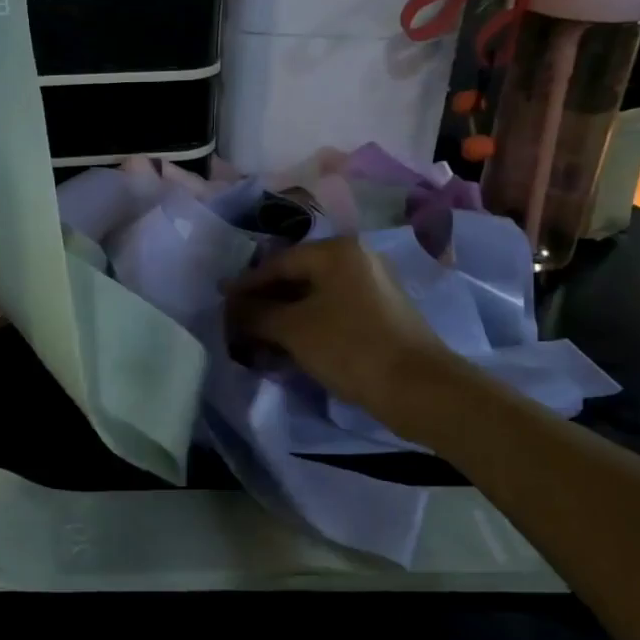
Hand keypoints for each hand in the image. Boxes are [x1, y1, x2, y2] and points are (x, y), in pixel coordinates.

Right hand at [224, 238, 448, 416]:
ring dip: (285, 317)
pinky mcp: (382, 312)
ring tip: (259, 339)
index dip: (246, 284)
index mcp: (337, 251)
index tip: (221, 302)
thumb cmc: (350, 347)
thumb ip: (256, 313)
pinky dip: (309, 324)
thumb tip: (231, 307)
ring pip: (315, 297)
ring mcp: (373, 285)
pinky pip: (333, 310)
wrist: (418, 388)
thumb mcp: (293, 329)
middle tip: (237, 323)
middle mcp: (357, 259)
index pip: (278, 262)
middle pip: (297, 277)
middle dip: (265, 302)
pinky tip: (290, 346)